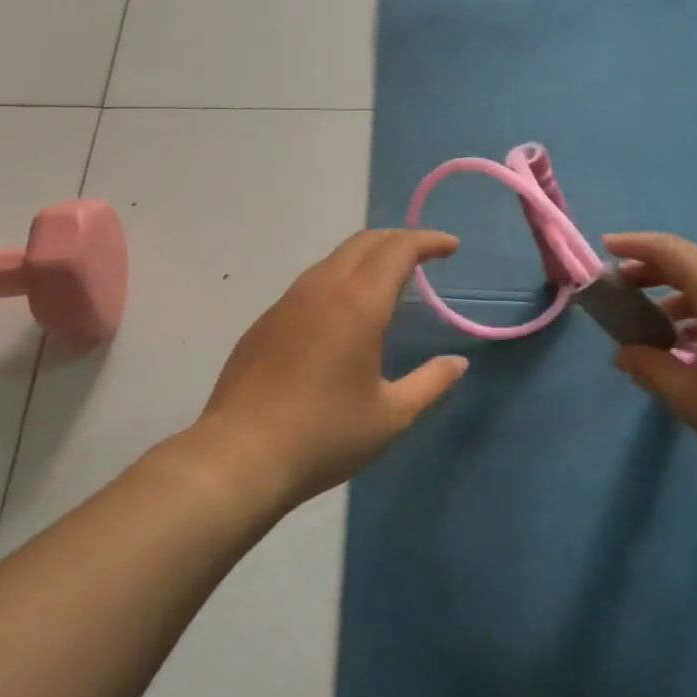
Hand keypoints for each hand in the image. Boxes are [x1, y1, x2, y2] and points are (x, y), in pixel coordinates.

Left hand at [198, 229, 469, 508]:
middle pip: (364, 243)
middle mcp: (321, 289)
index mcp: (357, 304)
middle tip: (425, 257)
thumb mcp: (390, 416)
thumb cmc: (324, 435)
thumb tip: (457, 363)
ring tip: (389, 281)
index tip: (451, 247)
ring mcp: (287, 303)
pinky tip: (344, 313)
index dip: (427, 241)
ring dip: (367, 257)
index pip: (397, 250)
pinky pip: (310, 283)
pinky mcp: (265, 321)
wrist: (239, 456)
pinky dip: (340, 279)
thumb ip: (430, 384)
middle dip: (399, 240)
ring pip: (333, 260)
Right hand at [603, 233, 696, 489]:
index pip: (670, 251)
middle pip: (692, 267)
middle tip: (622, 294)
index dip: (634, 246)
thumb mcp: (690, 396)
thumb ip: (650, 368)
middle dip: (652, 276)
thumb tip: (624, 354)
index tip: (605, 248)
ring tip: (656, 335)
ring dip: (680, 303)